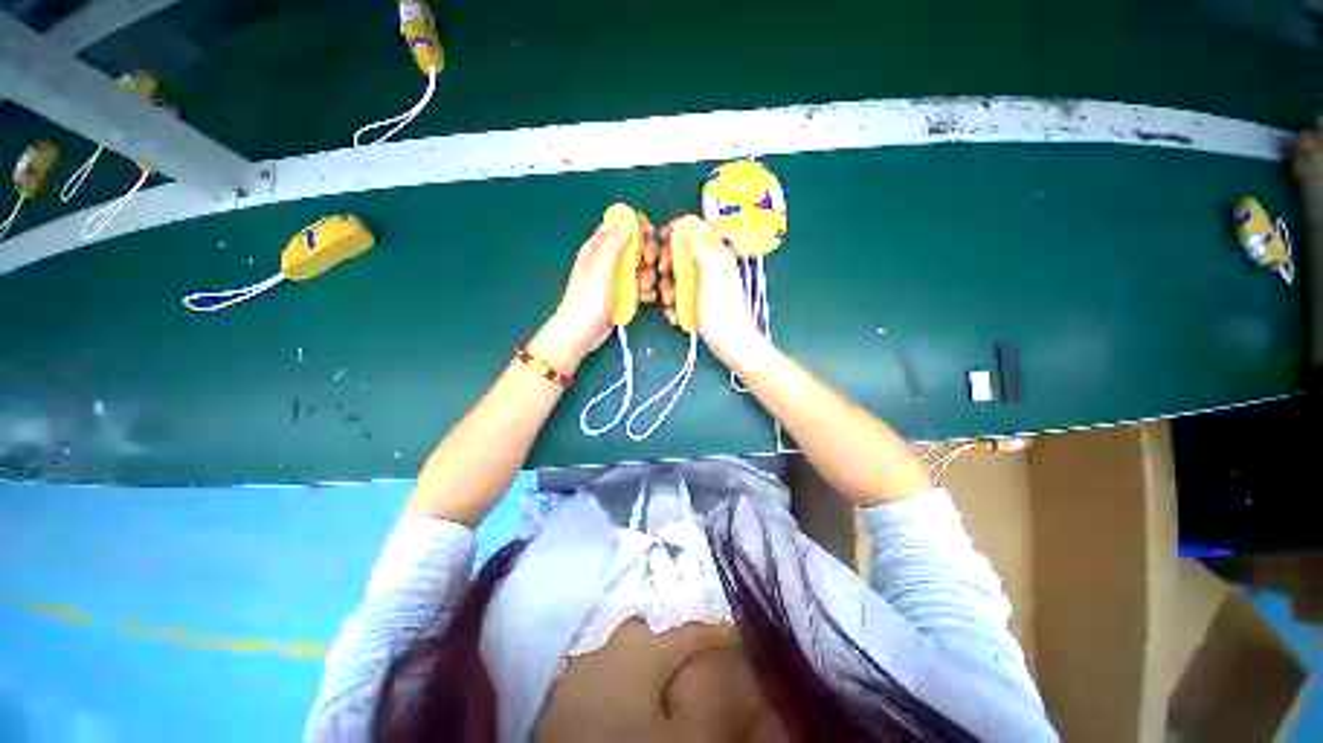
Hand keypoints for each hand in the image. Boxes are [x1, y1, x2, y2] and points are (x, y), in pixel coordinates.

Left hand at [530, 214, 659, 371]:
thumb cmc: (588, 300)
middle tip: (649, 265)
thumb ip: (614, 243)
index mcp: (598, 247)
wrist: (581, 334)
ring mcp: (616, 279)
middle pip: (634, 246)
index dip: (637, 226)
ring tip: (645, 289)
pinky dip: (646, 291)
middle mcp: (608, 260)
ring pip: (640, 267)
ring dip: (648, 275)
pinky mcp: (622, 295)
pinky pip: (640, 286)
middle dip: (646, 254)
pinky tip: (646, 299)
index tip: (651, 235)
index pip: (620, 225)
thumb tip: (628, 218)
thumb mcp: (600, 268)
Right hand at [659, 218, 770, 371]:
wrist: (728, 342)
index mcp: (716, 253)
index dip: (676, 231)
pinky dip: (673, 303)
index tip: (660, 241)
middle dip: (668, 265)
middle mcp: (710, 265)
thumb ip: (701, 245)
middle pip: (681, 253)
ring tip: (670, 302)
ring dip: (668, 287)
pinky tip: (675, 314)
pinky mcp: (697, 301)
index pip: (694, 229)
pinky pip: (679, 294)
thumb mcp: (712, 271)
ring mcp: (703, 285)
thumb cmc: (721, 308)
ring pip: (677, 275)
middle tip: (664, 277)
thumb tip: (688, 223)